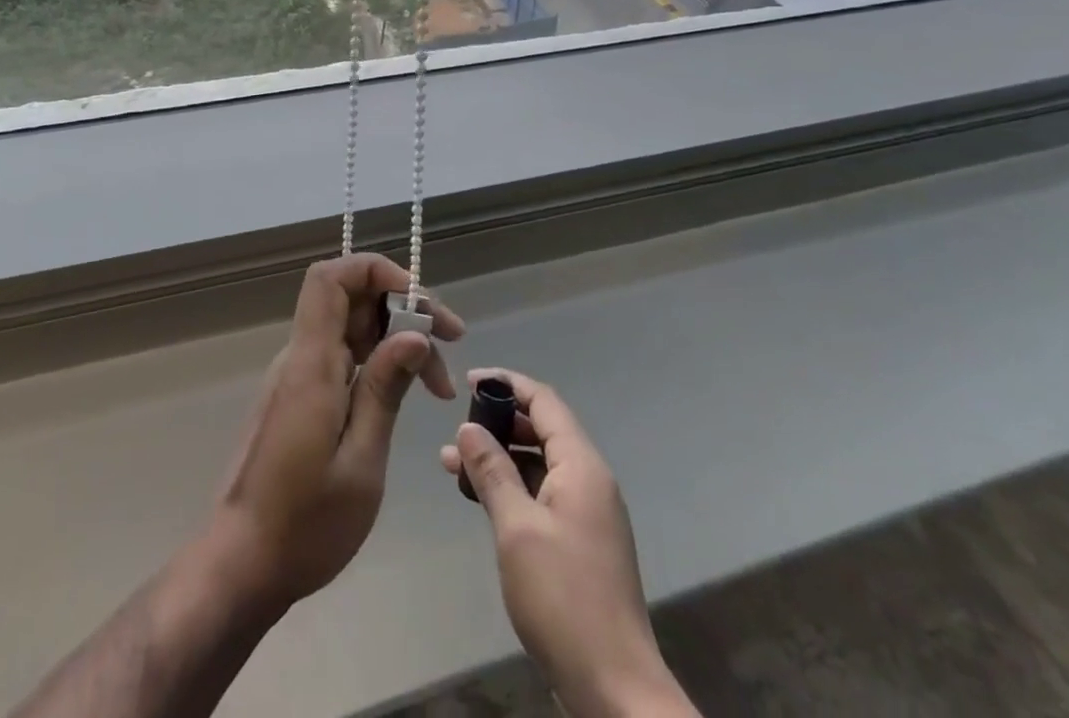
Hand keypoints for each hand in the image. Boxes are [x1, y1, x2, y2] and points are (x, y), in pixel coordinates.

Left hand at [210, 254, 463, 611]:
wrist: (241, 565)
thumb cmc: (305, 524)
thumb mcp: (360, 462)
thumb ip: (385, 390)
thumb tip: (415, 333)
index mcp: (311, 364)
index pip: (331, 278)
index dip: (376, 271)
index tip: (421, 303)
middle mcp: (300, 357)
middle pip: (347, 297)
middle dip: (401, 307)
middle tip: (449, 342)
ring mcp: (296, 377)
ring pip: (348, 327)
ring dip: (394, 339)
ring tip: (436, 383)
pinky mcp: (298, 397)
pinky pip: (340, 356)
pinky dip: (376, 362)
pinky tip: (403, 393)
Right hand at [441, 370, 698, 717]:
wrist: (615, 687)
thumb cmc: (563, 597)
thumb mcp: (516, 528)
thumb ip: (492, 472)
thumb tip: (468, 429)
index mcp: (581, 466)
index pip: (544, 402)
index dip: (507, 384)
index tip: (469, 381)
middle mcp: (590, 481)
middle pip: (543, 430)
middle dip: (499, 424)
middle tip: (457, 429)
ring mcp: (588, 513)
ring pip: (539, 464)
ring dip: (500, 459)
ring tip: (453, 464)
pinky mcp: (582, 542)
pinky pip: (543, 494)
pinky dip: (513, 487)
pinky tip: (482, 499)